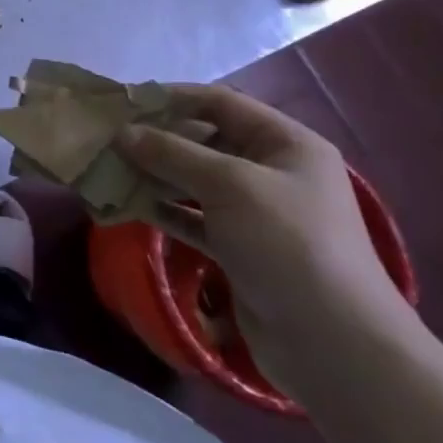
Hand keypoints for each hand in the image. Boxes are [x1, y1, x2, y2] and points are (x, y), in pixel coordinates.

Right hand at [116, 84, 410, 388]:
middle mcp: (272, 172)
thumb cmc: (287, 243)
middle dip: (158, 139)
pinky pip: (194, 217)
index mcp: (285, 143)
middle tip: (109, 139)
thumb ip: (173, 153)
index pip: (221, 103)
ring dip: (155, 175)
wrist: (333, 344)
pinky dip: (164, 210)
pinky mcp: (240, 249)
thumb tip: (123, 132)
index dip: (172, 98)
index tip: (125, 101)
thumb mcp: (229, 185)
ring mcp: (257, 213)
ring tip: (110, 171)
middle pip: (205, 141)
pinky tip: (129, 206)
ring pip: (195, 181)